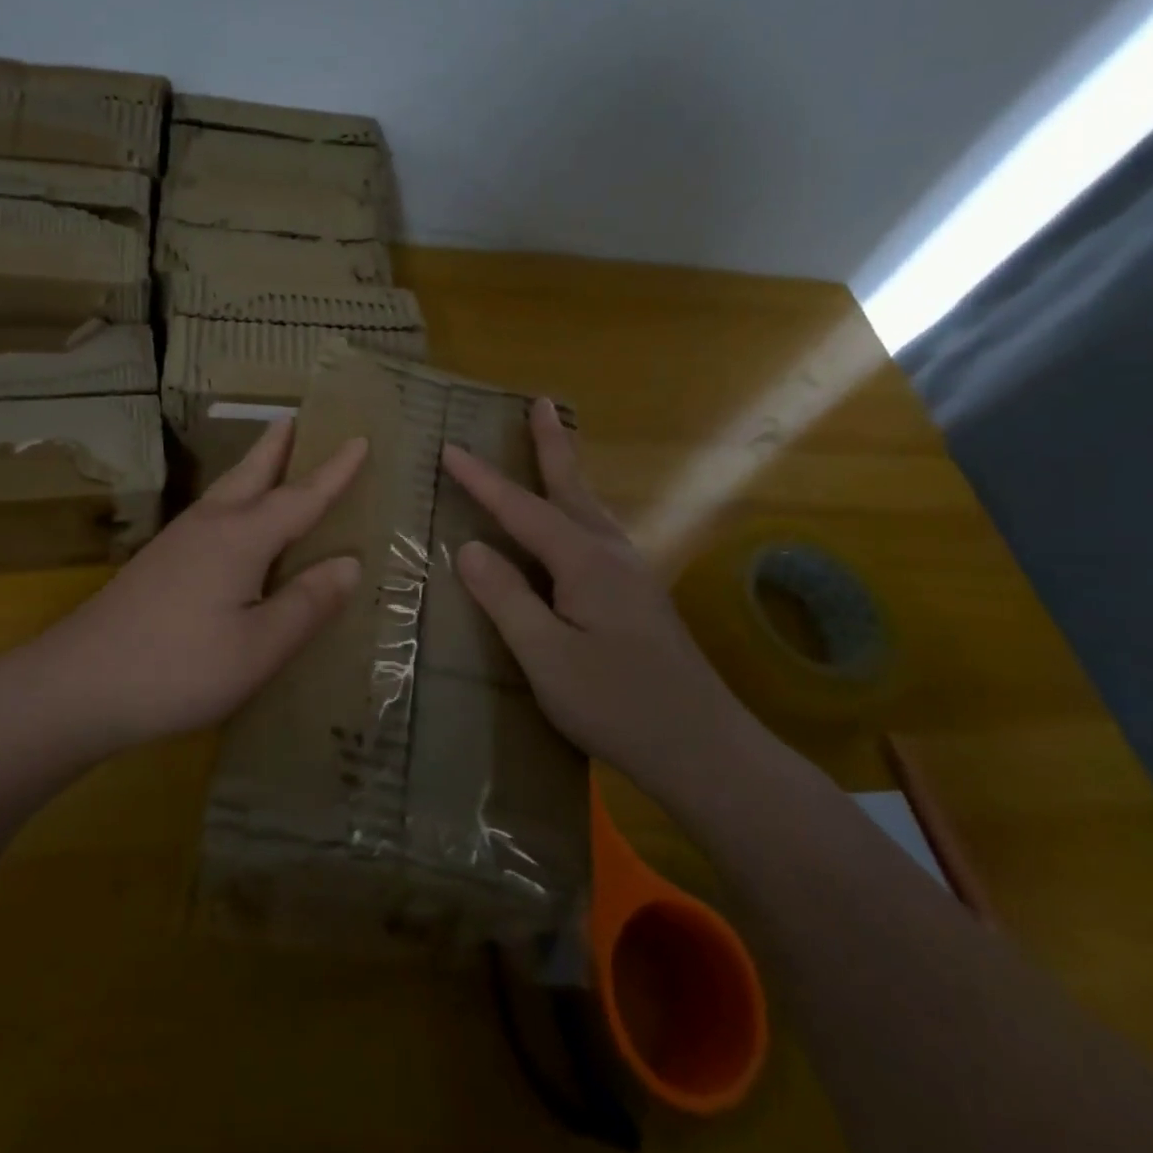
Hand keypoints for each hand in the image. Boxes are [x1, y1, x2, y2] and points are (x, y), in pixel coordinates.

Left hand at [20, 419, 365, 752]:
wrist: (78, 684)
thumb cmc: (179, 668)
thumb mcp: (258, 647)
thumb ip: (307, 604)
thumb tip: (349, 563)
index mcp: (241, 538)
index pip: (300, 496)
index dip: (334, 471)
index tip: (359, 439)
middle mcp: (209, 527)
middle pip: (252, 474)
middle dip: (279, 446)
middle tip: (299, 418)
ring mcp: (177, 542)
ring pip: (225, 490)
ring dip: (254, 468)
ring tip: (272, 457)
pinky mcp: (158, 563)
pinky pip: (210, 514)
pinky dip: (234, 499)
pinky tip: (231, 523)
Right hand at [442, 399, 763, 803]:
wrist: (704, 749)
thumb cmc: (617, 704)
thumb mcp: (546, 656)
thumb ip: (505, 598)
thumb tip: (469, 547)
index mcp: (584, 562)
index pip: (522, 508)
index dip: (483, 480)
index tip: (449, 448)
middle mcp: (611, 554)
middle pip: (571, 488)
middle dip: (552, 444)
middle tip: (540, 404)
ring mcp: (630, 574)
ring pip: (589, 508)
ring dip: (567, 473)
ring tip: (554, 446)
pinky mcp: (638, 597)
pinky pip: (597, 533)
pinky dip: (577, 508)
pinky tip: (575, 524)